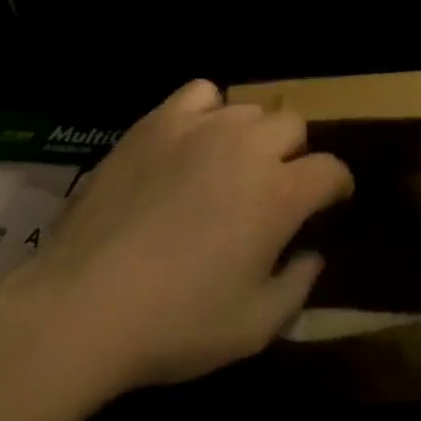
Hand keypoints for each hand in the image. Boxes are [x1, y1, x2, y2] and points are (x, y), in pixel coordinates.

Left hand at [12, 80, 351, 393]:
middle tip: (272, 187)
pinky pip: (201, 93)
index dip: (336, 185)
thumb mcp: (253, 327)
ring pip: (249, 110)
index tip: (330, 200)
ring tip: (230, 165)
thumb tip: (312, 254)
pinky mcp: (159, 122)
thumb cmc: (175, 324)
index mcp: (280, 193)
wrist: (83, 305)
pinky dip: (208, 111)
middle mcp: (249, 147)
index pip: (331, 169)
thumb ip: (297, 287)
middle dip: (294, 154)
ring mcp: (202, 128)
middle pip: (293, 126)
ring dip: (252, 136)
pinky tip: (194, 139)